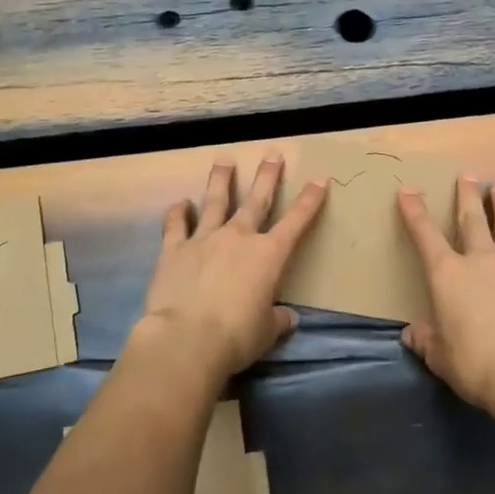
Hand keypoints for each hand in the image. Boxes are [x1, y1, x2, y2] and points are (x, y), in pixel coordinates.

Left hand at [137, 155, 327, 382]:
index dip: (310, 200)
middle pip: (256, 200)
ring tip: (224, 160)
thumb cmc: (236, 337)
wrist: (187, 338)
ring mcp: (204, 239)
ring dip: (221, 180)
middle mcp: (238, 237)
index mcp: (268, 255)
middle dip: (267, 176)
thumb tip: (287, 317)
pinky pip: (176, 224)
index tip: (320, 179)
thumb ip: (277, 320)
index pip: (296, 222)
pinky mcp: (174, 249)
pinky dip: (178, 212)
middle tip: (273, 154)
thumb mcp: (266, 332)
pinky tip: (180, 203)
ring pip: (215, 201)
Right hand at [397, 177, 494, 412]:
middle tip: (467, 174)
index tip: (408, 189)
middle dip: (467, 195)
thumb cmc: (474, 363)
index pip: (425, 235)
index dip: (414, 211)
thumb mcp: (440, 356)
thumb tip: (413, 334)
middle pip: (472, 219)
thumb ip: (426, 340)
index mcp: (448, 274)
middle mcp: (480, 261)